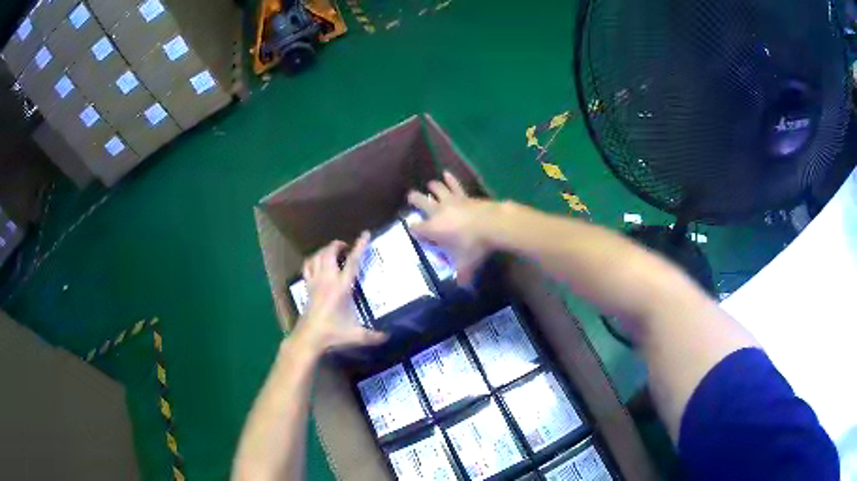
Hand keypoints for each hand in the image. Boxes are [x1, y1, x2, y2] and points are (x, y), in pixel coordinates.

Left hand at [296, 233, 387, 353]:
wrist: (308, 338)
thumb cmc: (333, 334)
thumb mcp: (357, 335)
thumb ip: (374, 336)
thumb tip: (389, 336)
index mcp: (341, 287)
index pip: (352, 261)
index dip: (360, 246)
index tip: (365, 234)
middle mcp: (327, 279)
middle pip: (329, 252)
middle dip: (338, 245)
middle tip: (347, 247)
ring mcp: (315, 282)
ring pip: (317, 256)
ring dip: (325, 250)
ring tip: (333, 252)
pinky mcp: (307, 287)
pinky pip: (307, 266)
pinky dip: (313, 260)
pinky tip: (318, 263)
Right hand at [407, 171, 493, 284]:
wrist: (493, 224)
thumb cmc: (474, 246)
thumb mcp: (466, 265)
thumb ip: (462, 276)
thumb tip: (462, 287)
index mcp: (433, 229)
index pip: (416, 228)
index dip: (413, 229)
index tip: (413, 230)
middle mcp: (438, 212)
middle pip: (420, 201)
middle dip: (414, 199)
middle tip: (411, 198)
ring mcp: (452, 201)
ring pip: (436, 188)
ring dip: (432, 187)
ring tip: (430, 185)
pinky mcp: (465, 195)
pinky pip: (455, 184)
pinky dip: (450, 179)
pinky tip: (446, 173)